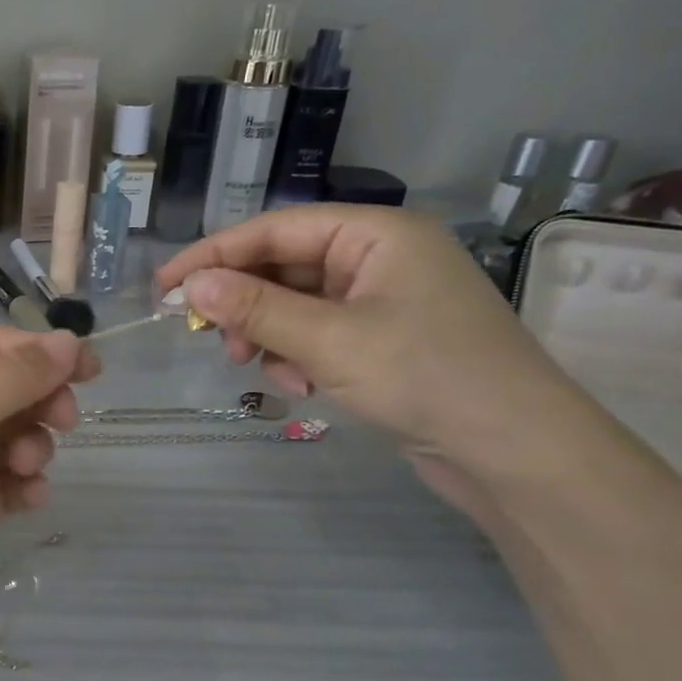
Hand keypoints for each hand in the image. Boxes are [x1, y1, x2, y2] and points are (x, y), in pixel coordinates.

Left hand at [0, 327, 98, 636]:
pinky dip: (21, 487)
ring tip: (26, 466)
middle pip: (5, 391)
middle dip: (39, 403)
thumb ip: (11, 378)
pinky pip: (1, 486)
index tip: (90, 369)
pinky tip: (30, 496)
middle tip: (63, 421)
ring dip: (30, 447)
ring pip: (9, 439)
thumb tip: (71, 343)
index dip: (41, 353)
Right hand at [155, 205, 592, 502]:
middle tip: (208, 339)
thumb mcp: (328, 340)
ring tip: (264, 370)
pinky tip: (304, 386)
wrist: (516, 451)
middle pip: (284, 266)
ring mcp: (384, 299)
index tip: (165, 286)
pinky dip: (299, 355)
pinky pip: (319, 333)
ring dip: (269, 335)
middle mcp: (379, 256)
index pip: (273, 229)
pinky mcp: (385, 338)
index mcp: (376, 233)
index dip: (214, 256)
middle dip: (245, 304)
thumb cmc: (425, 376)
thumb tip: (191, 285)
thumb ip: (254, 308)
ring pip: (296, 304)